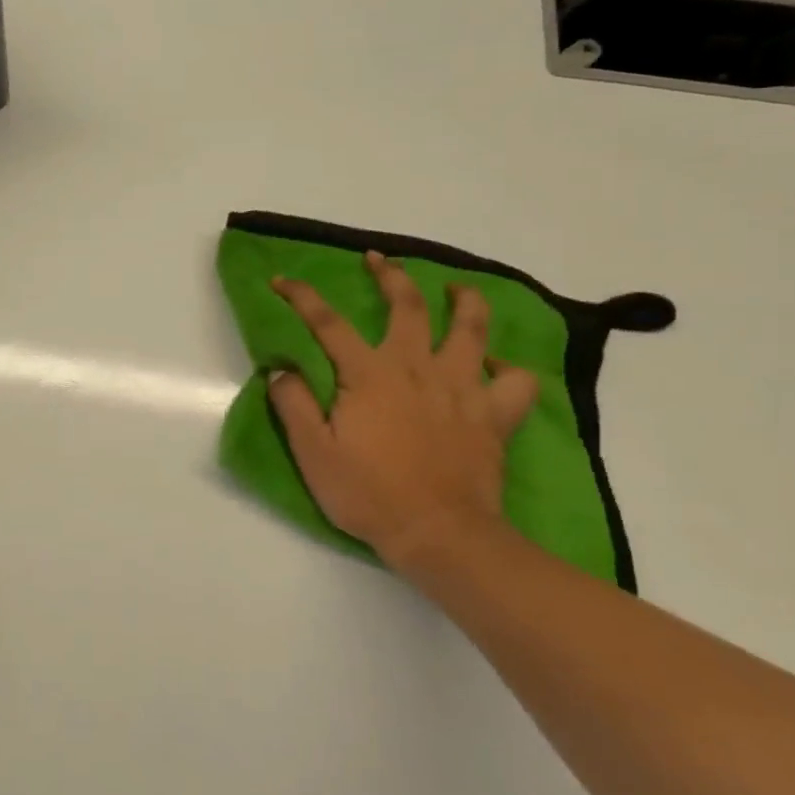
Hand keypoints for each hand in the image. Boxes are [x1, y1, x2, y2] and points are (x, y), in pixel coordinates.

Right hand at [267, 252, 540, 571]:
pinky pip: (515, 380)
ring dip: (464, 301)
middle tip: (378, 260)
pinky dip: (507, 367)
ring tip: (456, 290)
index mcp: (369, 374)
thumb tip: (280, 368)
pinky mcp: (494, 414)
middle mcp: (417, 367)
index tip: (281, 279)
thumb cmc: (369, 493)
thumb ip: (293, 404)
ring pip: (472, 328)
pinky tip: (494, 366)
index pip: (328, 322)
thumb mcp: (313, 453)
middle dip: (390, 275)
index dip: (301, 296)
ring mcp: (462, 387)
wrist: (440, 534)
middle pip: (407, 305)